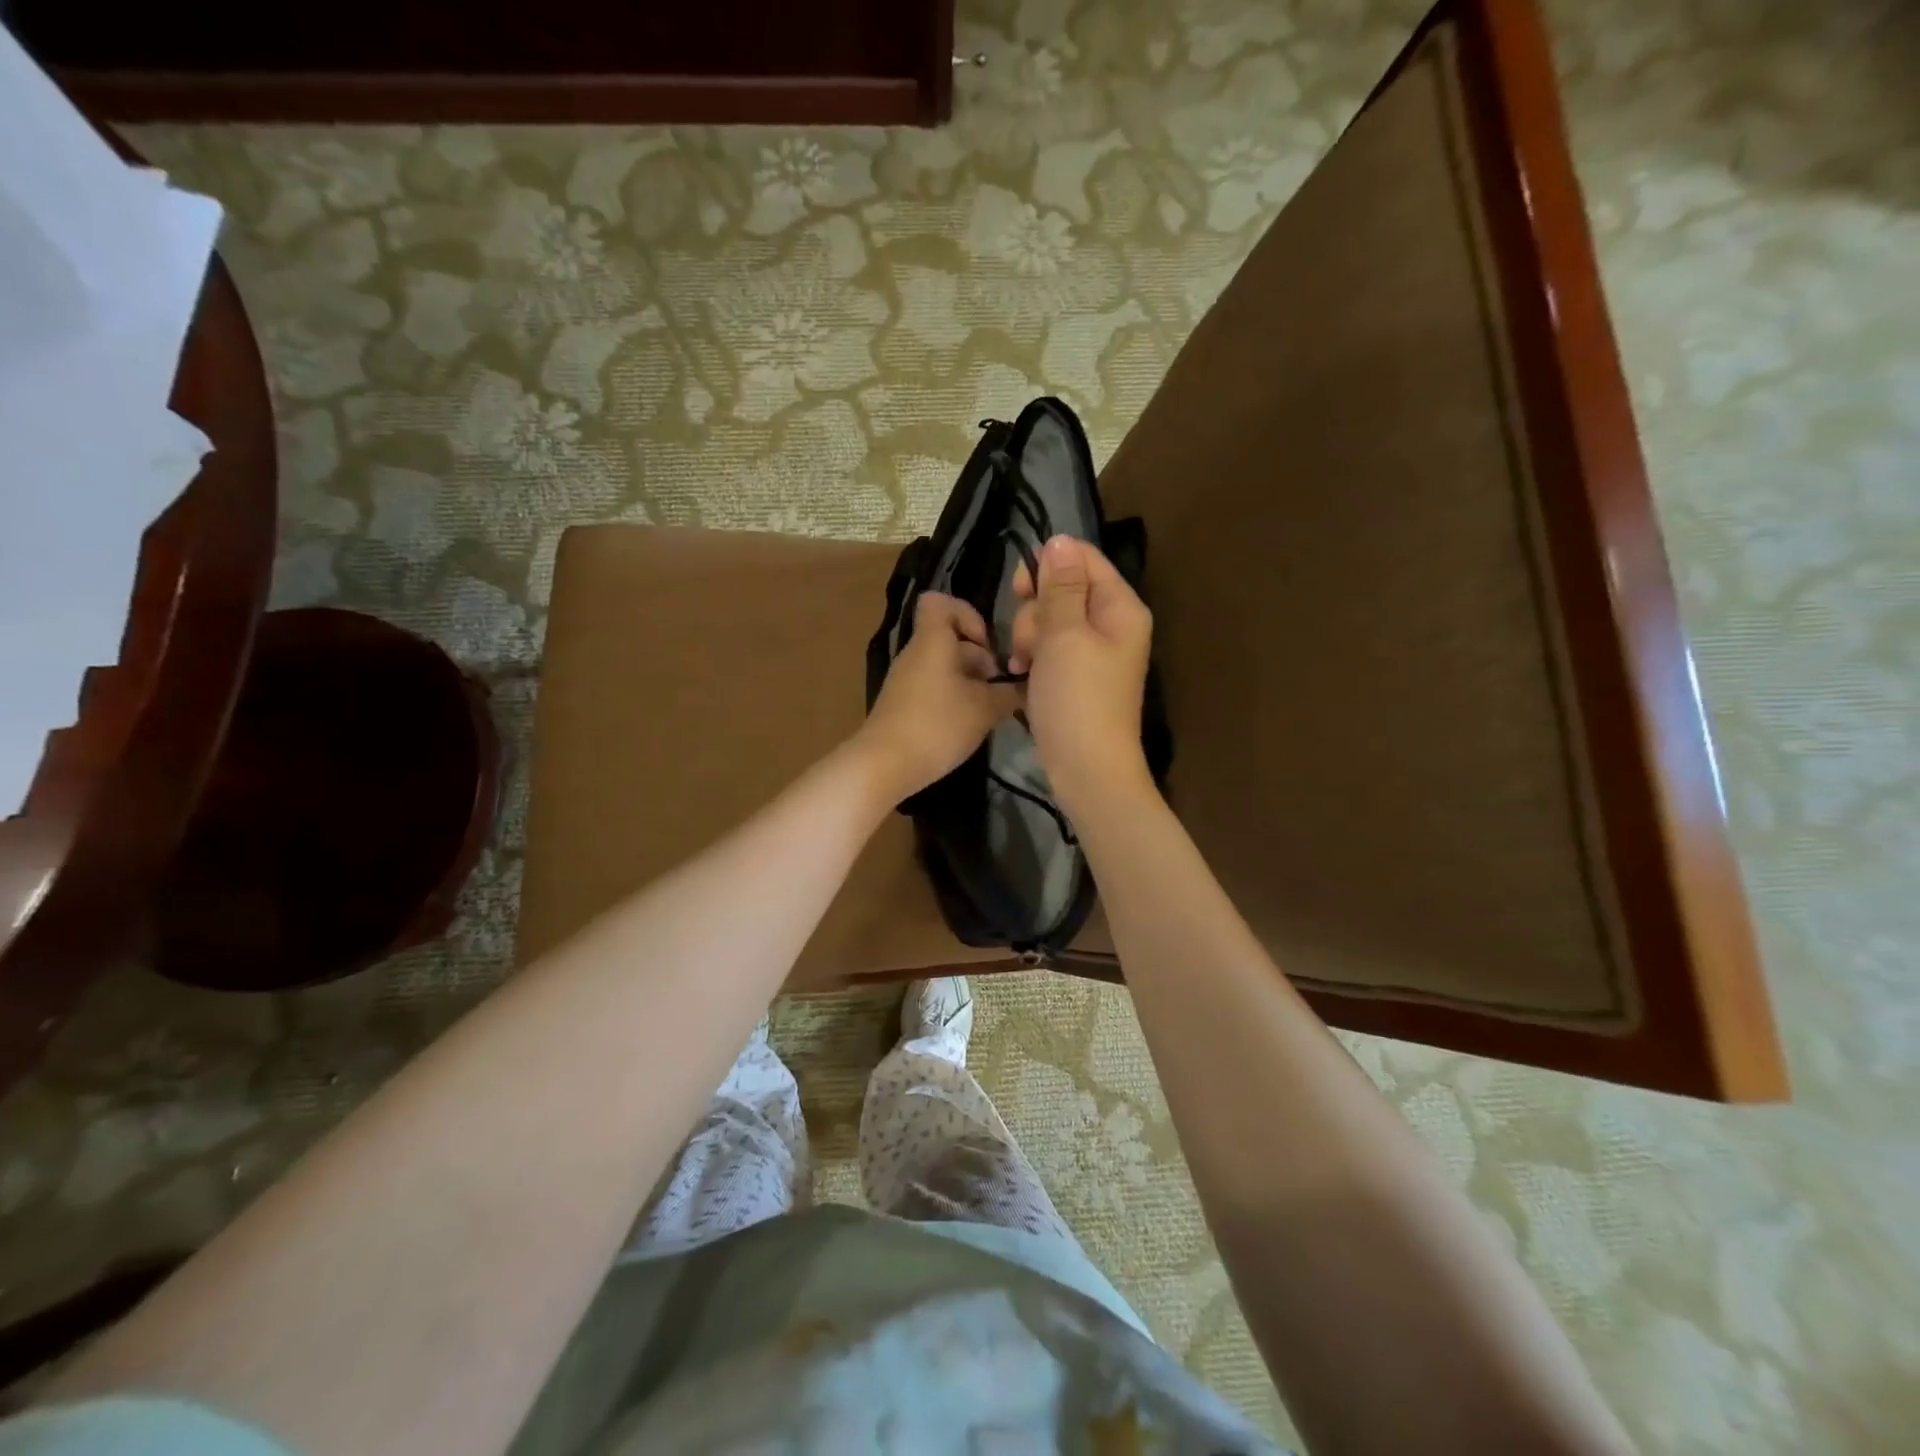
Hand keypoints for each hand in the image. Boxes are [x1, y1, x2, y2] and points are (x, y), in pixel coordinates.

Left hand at [856, 592, 1020, 800]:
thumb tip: (1025, 686)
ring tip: (989, 711)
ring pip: (944, 667)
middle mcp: (916, 653)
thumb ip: (1009, 693)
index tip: (987, 645)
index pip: (940, 602)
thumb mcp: (984, 709)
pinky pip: (933, 688)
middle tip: (1000, 688)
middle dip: (980, 659)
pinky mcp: (902, 705)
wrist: (884, 765)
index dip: (968, 614)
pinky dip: (953, 699)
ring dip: (970, 683)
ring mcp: (906, 680)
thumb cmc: (937, 725)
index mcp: (933, 640)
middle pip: (950, 640)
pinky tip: (968, 725)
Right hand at [1008, 535, 1153, 813]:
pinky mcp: (1077, 676)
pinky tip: (1022, 673)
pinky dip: (1034, 657)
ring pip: (1051, 620)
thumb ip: (1060, 586)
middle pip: (1064, 589)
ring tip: (1024, 663)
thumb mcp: (1064, 635)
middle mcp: (1112, 624)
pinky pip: (1050, 648)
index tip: (1019, 588)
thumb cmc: (1077, 698)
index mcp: (1120, 607)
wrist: (1086, 769)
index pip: (1084, 559)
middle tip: (1031, 640)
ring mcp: (1094, 652)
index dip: (1048, 566)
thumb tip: (1060, 540)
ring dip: (1029, 636)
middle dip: (1036, 610)